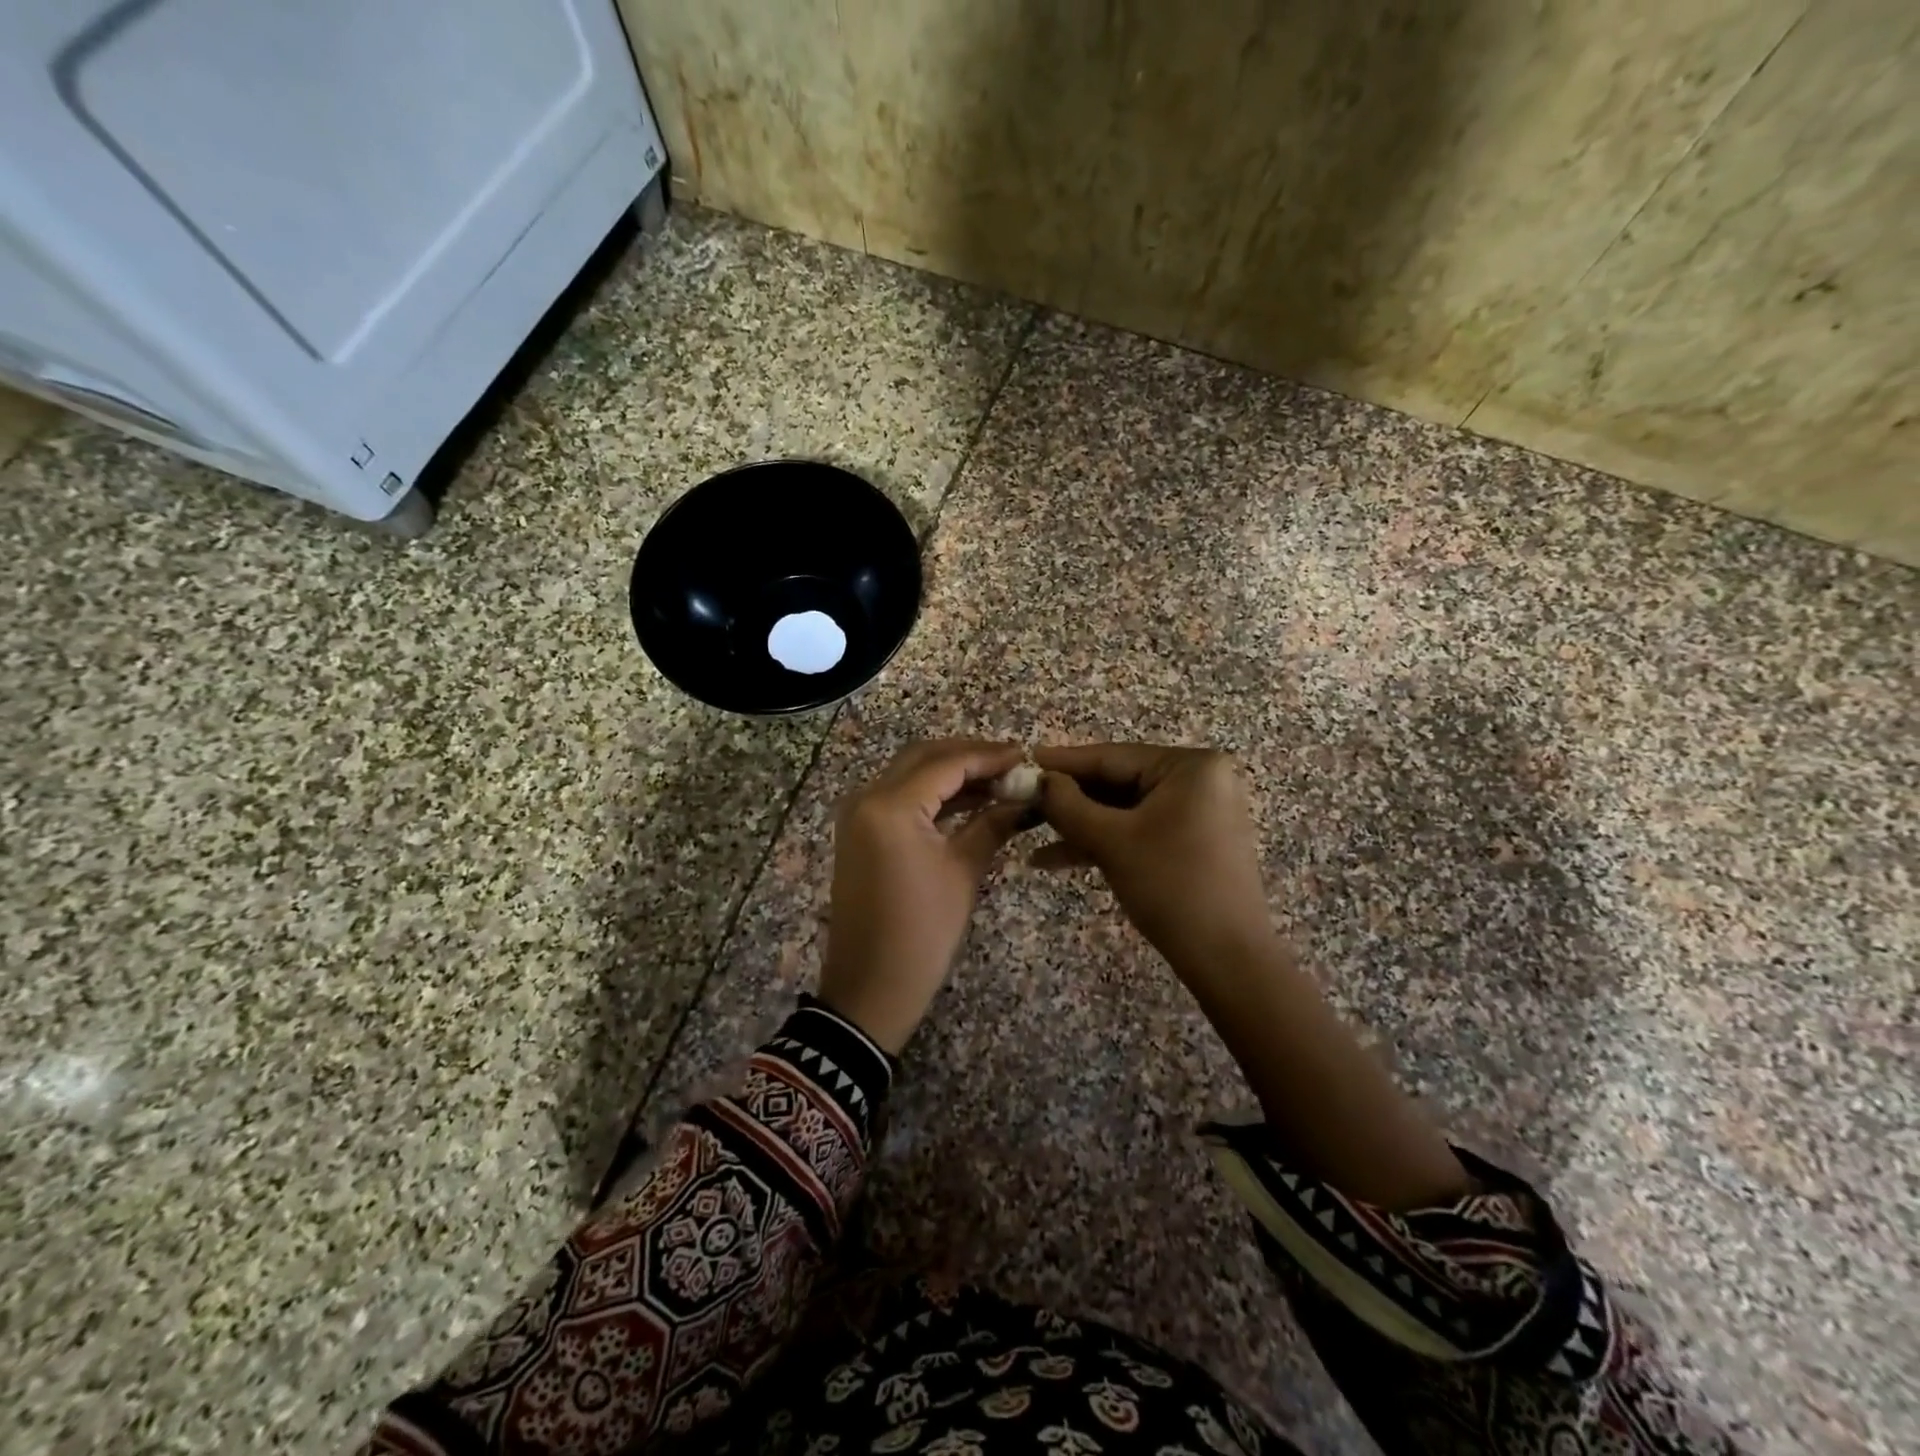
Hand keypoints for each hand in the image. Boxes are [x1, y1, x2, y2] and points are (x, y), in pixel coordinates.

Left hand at [819, 739, 1030, 1052]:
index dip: (989, 756)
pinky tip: (970, 801)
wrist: (870, 987)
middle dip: (969, 756)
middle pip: (924, 758)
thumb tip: (1025, 798)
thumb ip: (993, 824)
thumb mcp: (963, 873)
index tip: (1027, 756)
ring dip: (951, 773)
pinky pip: (899, 798)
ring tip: (999, 781)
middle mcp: (867, 798)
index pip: (947, 763)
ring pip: (910, 774)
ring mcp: (858, 814)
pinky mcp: (860, 832)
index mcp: (890, 806)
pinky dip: (933, 794)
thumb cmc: (922, 933)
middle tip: (1012, 764)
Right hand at [1033, 744, 1273, 975]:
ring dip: (1080, 826)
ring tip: (1030, 835)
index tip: (1026, 759)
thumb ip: (1068, 804)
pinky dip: (1103, 843)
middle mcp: (1200, 780)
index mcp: (1191, 766)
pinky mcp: (1193, 842)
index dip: (1064, 762)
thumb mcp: (1111, 840)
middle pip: (1118, 782)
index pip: (1113, 756)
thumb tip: (1039, 780)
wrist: (1227, 959)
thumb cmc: (1171, 886)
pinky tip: (1055, 859)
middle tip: (1023, 802)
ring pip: (1124, 811)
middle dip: (1069, 800)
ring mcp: (1199, 812)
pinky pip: (1139, 831)